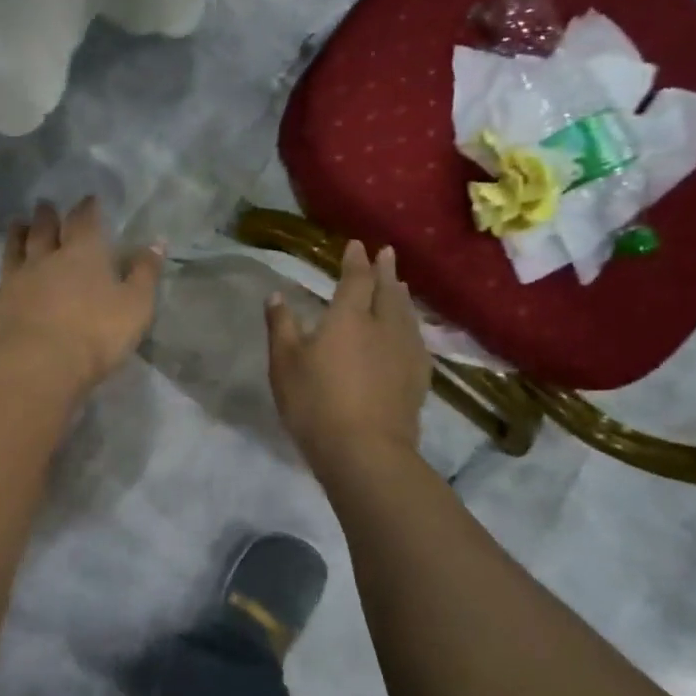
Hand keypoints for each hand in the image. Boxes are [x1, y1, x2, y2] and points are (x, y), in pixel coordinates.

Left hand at [0, 198, 163, 395]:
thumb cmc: (95, 335)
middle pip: (44, 231)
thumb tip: (157, 243)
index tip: (88, 199)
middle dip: (47, 216)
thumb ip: (145, 273)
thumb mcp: (136, 305)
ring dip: (15, 236)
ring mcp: (14, 283)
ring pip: (13, 252)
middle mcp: (44, 260)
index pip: (85, 221)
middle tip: (44, 204)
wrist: (38, 367)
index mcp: (82, 254)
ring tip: (16, 224)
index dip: (87, 208)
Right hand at [266, 240, 431, 471]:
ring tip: (401, 285)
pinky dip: (411, 324)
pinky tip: (410, 332)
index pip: (356, 279)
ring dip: (402, 295)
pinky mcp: (418, 377)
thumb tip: (276, 295)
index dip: (356, 261)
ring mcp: (406, 351)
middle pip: (388, 291)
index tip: (357, 245)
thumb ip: (281, 326)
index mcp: (349, 317)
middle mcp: (383, 326)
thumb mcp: (285, 364)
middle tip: (388, 253)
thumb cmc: (316, 403)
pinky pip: (417, 338)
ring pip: (406, 313)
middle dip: (386, 270)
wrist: (366, 451)